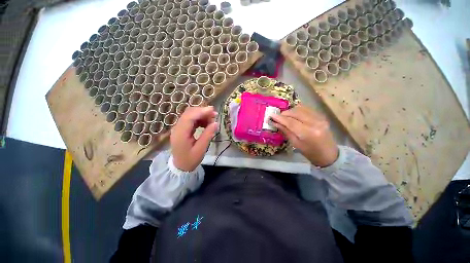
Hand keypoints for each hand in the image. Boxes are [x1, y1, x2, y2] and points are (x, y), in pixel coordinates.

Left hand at [171, 106, 217, 171]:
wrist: (180, 166)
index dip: (201, 111)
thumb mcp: (201, 149)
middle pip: (189, 113)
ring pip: (190, 115)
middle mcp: (177, 128)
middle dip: (202, 111)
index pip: (189, 117)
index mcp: (180, 134)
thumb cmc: (190, 160)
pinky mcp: (182, 129)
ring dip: (201, 115)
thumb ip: (207, 135)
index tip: (213, 110)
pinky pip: (191, 119)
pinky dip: (199, 119)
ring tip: (212, 120)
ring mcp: (179, 127)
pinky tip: (206, 123)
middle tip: (214, 115)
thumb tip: (216, 123)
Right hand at [270, 105, 338, 166]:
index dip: (280, 118)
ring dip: (291, 111)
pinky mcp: (322, 116)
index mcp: (308, 133)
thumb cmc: (310, 152)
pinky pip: (307, 109)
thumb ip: (286, 131)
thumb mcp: (295, 144)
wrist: (329, 154)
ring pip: (301, 109)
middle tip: (277, 116)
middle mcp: (315, 123)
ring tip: (284, 115)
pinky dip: (298, 110)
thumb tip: (275, 123)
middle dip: (284, 113)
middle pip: (296, 113)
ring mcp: (320, 118)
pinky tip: (293, 114)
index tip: (271, 115)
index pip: (291, 122)